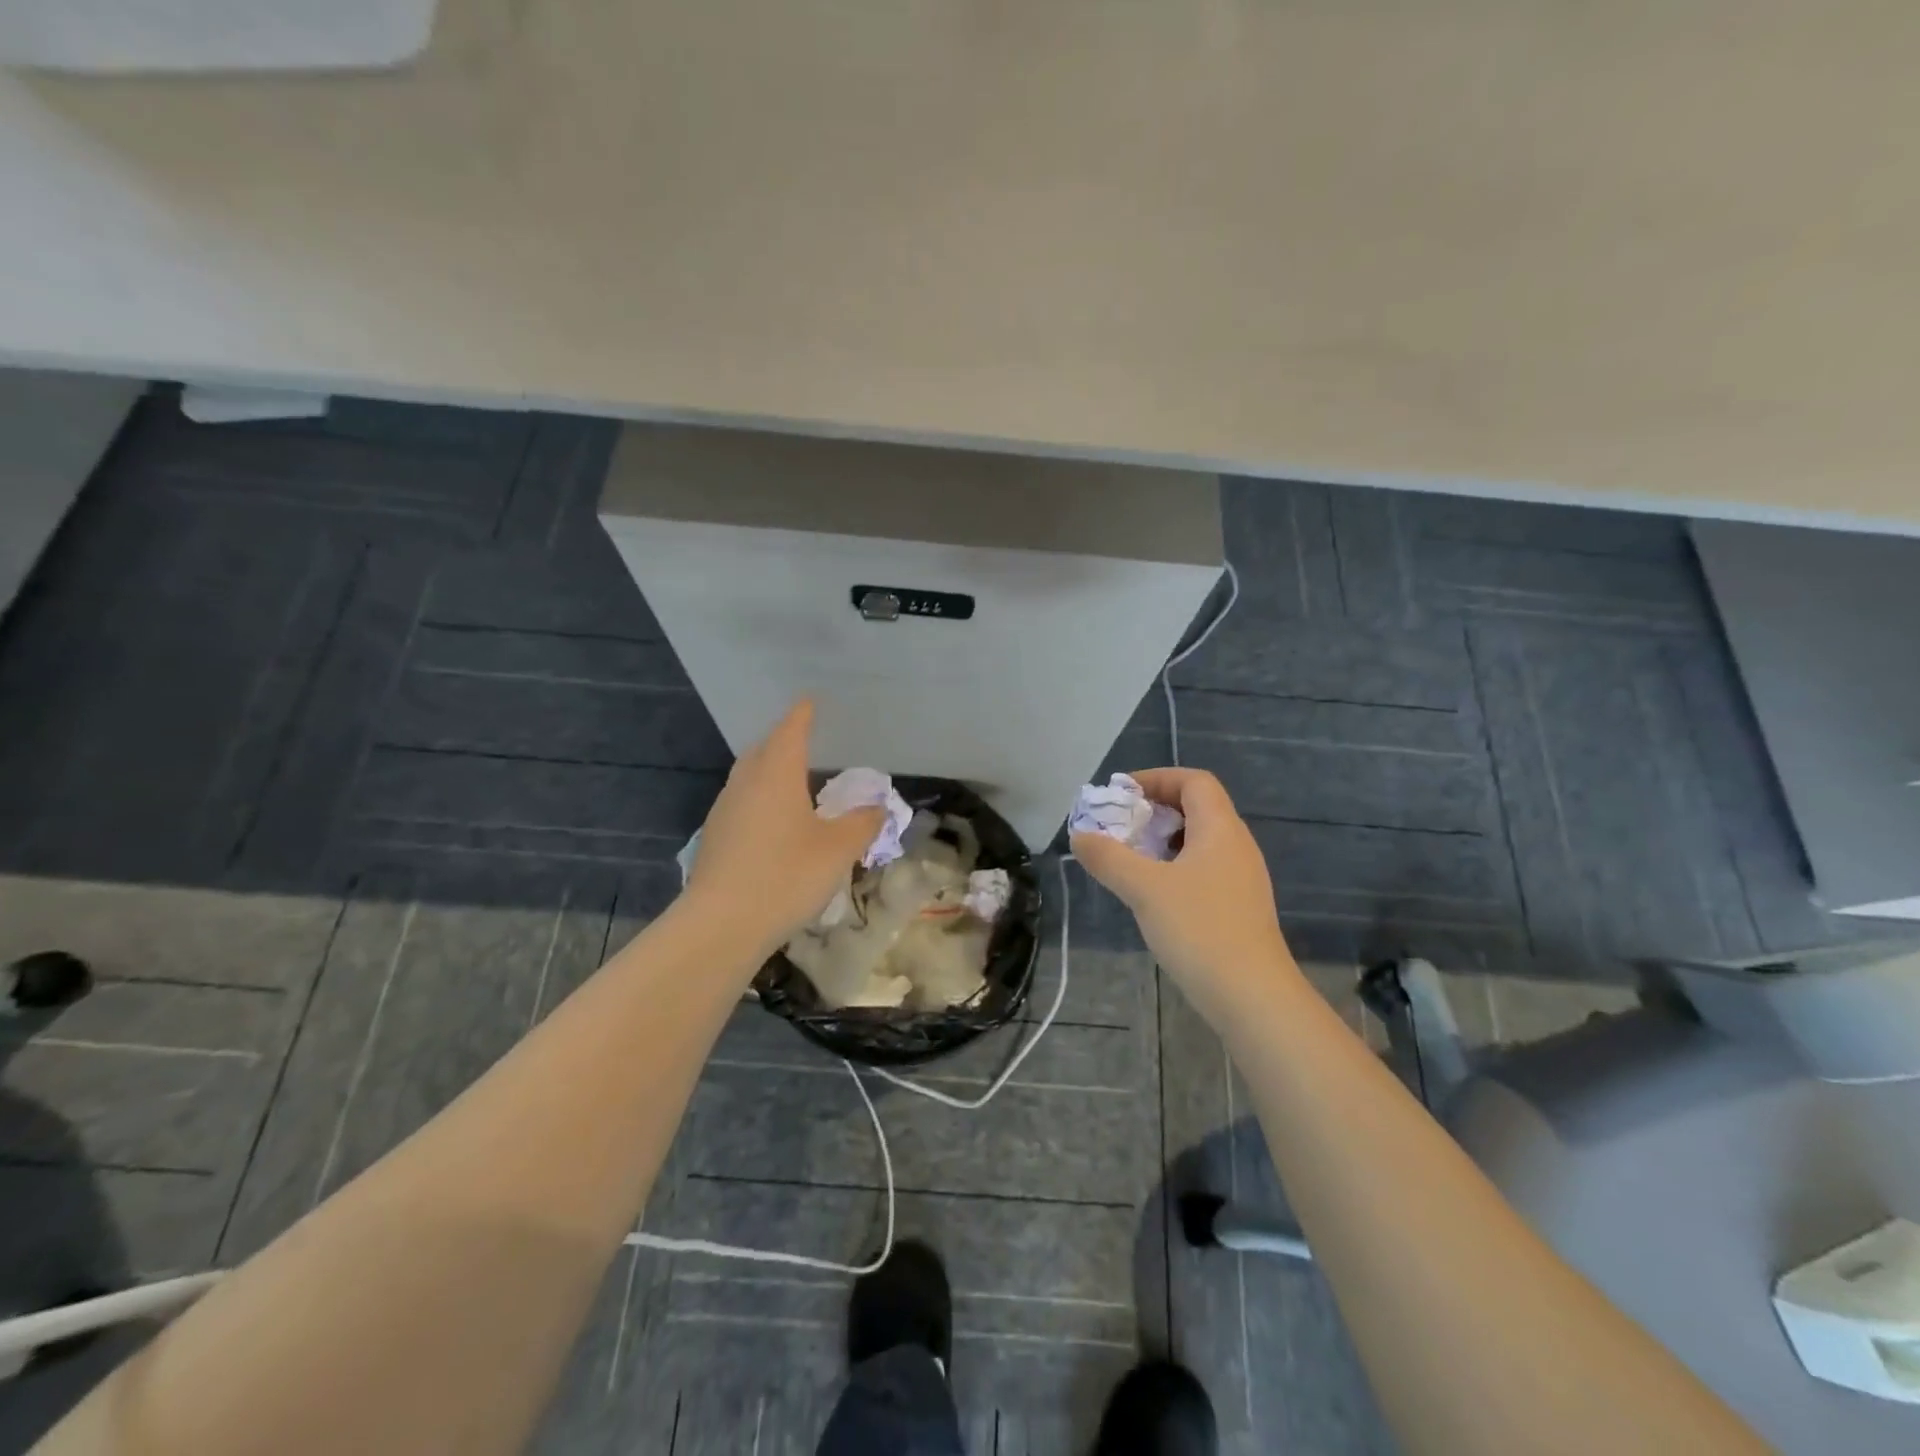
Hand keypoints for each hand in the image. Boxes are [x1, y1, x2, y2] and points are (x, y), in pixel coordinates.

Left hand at [682, 700, 884, 959]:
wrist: (721, 924)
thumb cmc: (786, 875)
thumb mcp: (838, 849)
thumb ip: (863, 823)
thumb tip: (877, 807)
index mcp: (777, 774)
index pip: (790, 730)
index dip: (802, 714)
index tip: (810, 700)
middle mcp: (746, 783)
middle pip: (764, 749)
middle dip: (783, 740)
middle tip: (805, 740)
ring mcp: (725, 810)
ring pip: (748, 776)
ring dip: (769, 769)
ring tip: (792, 779)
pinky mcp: (715, 837)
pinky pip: (741, 802)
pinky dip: (760, 797)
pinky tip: (773, 821)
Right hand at [1071, 768, 1299, 1024]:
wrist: (1252, 997)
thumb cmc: (1199, 930)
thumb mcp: (1144, 889)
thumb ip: (1108, 858)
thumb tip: (1079, 835)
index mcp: (1220, 829)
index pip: (1194, 781)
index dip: (1156, 778)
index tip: (1121, 794)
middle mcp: (1236, 846)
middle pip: (1196, 808)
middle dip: (1153, 810)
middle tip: (1118, 827)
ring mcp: (1241, 878)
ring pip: (1198, 841)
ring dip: (1161, 841)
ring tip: (1128, 859)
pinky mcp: (1238, 907)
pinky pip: (1202, 869)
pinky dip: (1173, 867)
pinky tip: (1151, 894)